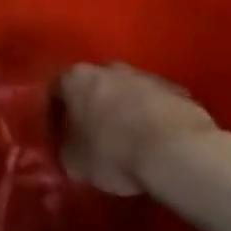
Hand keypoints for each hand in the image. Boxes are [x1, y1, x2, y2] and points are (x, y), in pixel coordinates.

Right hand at [55, 62, 222, 195]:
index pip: (55, 90)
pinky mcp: (175, 88)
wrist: (176, 150)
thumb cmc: (114, 153)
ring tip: (127, 141)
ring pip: (125, 91)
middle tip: (92, 136)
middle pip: (93, 85)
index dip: (54, 113)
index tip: (59, 134)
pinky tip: (154, 141)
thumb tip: (70, 150)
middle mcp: (108, 67)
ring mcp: (145, 75)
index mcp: (76, 78)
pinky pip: (153, 102)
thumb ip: (66, 150)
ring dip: (123, 110)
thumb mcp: (74, 163)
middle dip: (91, 107)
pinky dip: (150, 116)